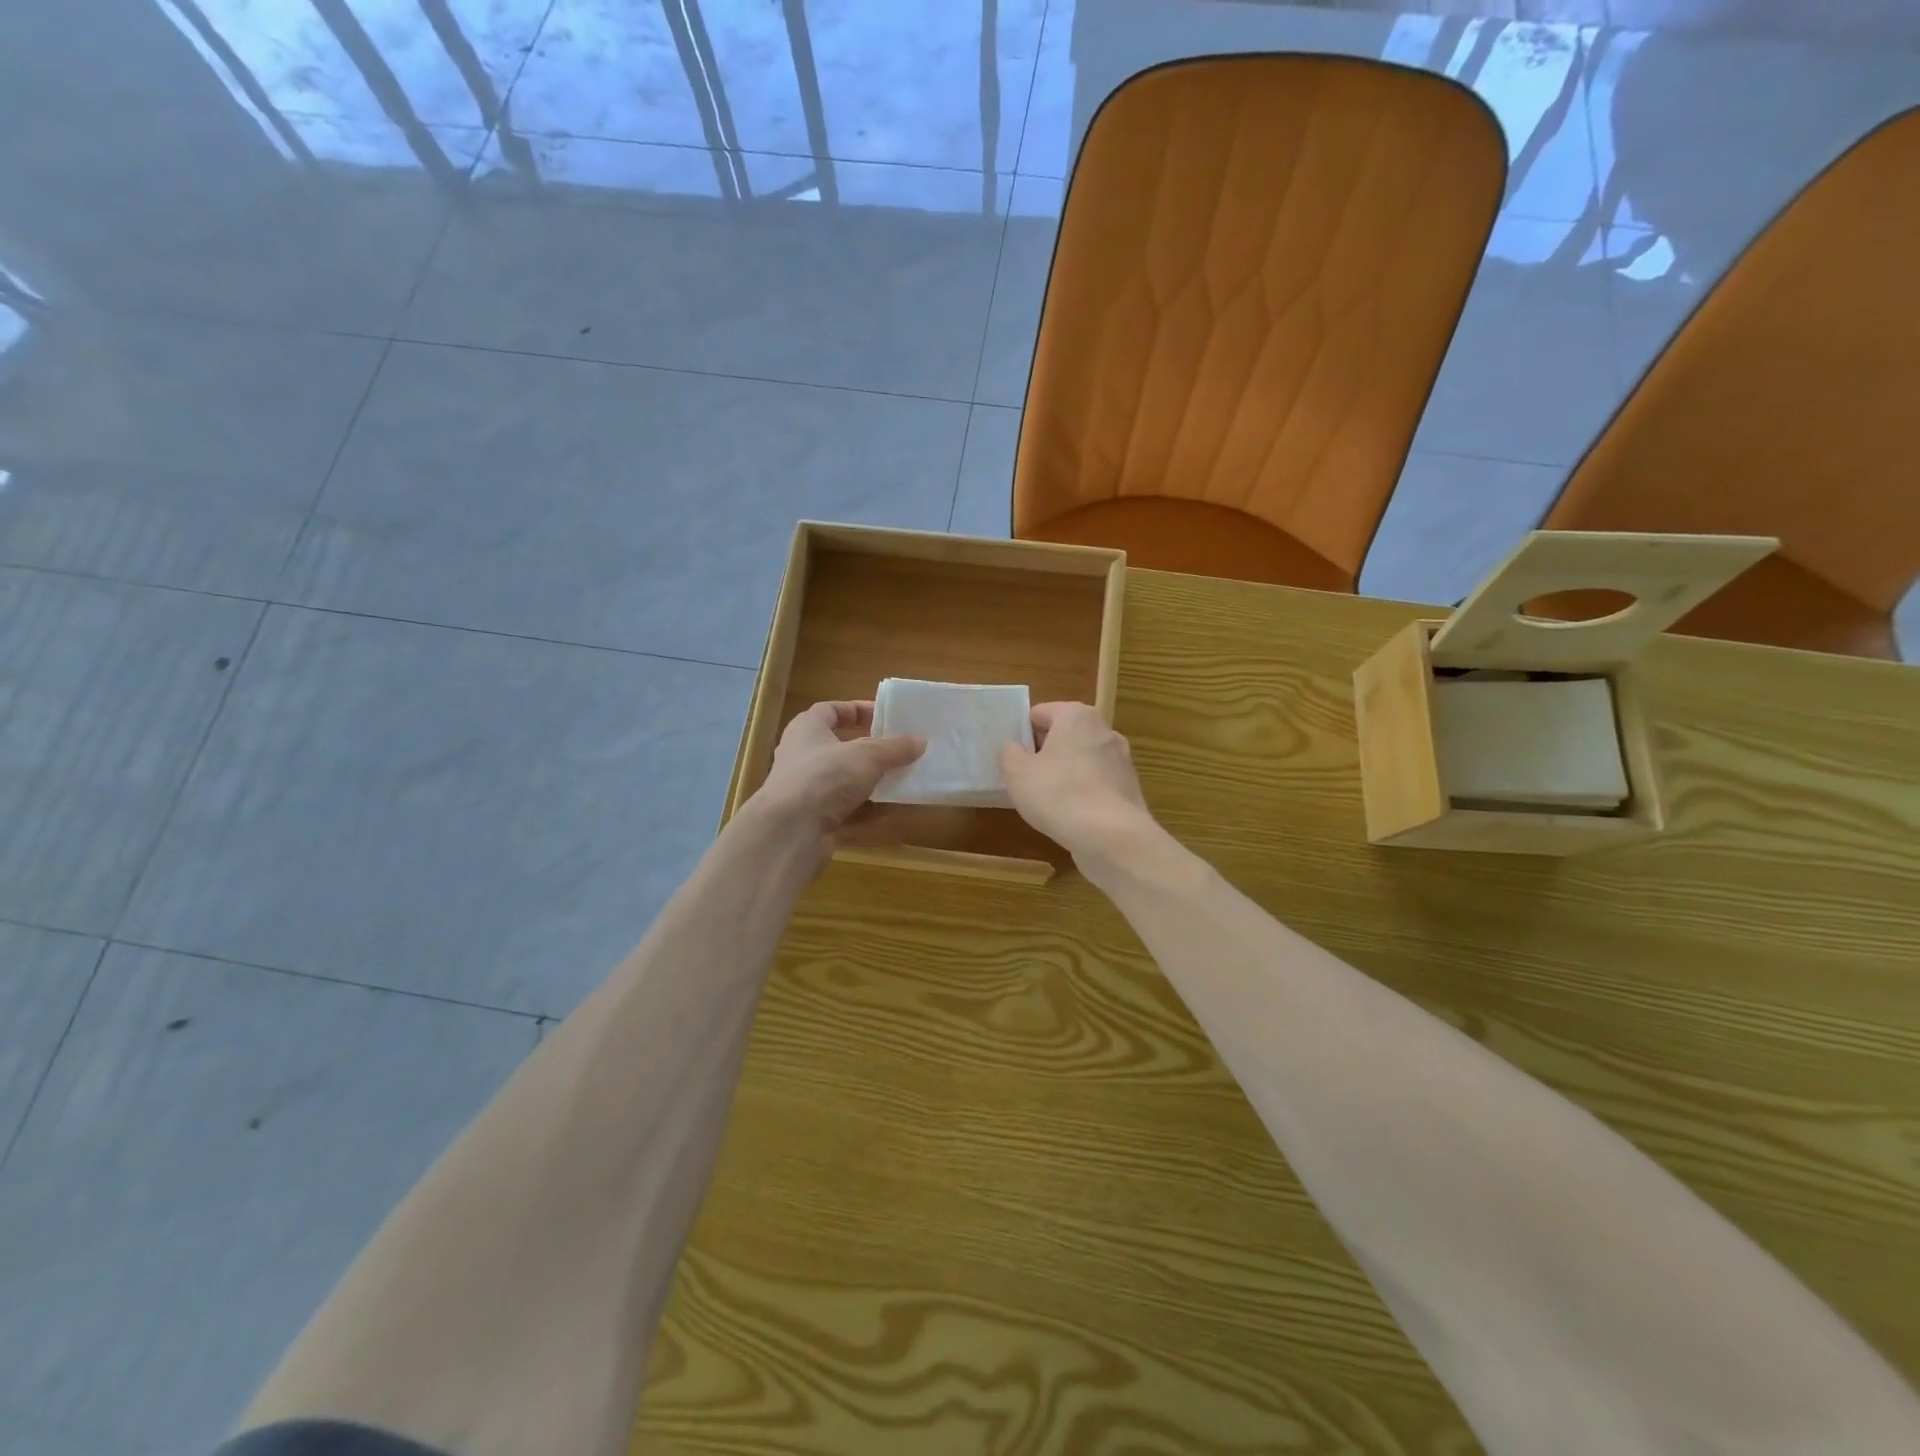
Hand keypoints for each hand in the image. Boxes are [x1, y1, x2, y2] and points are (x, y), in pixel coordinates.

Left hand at [740, 701, 925, 867]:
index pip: (831, 710)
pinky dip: (867, 810)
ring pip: (845, 782)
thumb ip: (895, 748)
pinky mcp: (813, 820)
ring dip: (872, 782)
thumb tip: (920, 741)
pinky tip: (892, 811)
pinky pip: (846, 810)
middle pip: (840, 748)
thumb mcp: (867, 755)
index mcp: (807, 729)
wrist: (791, 831)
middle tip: (899, 751)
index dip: (857, 710)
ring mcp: (806, 790)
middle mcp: (803, 756)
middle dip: (871, 751)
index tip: (885, 717)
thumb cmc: (825, 777)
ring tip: (902, 781)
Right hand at [999, 702, 1155, 863]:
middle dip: (1045, 752)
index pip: (1041, 713)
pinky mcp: (1128, 788)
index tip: (1013, 758)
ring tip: (1047, 800)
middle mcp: (1104, 730)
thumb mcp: (1017, 773)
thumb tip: (1015, 748)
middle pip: (1064, 734)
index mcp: (1076, 716)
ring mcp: (1121, 759)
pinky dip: (1083, 793)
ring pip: (1082, 759)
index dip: (1022, 733)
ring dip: (1064, 773)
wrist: (1112, 837)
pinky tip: (1071, 815)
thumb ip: (1009, 753)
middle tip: (1026, 778)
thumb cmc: (1059, 795)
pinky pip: (1096, 783)